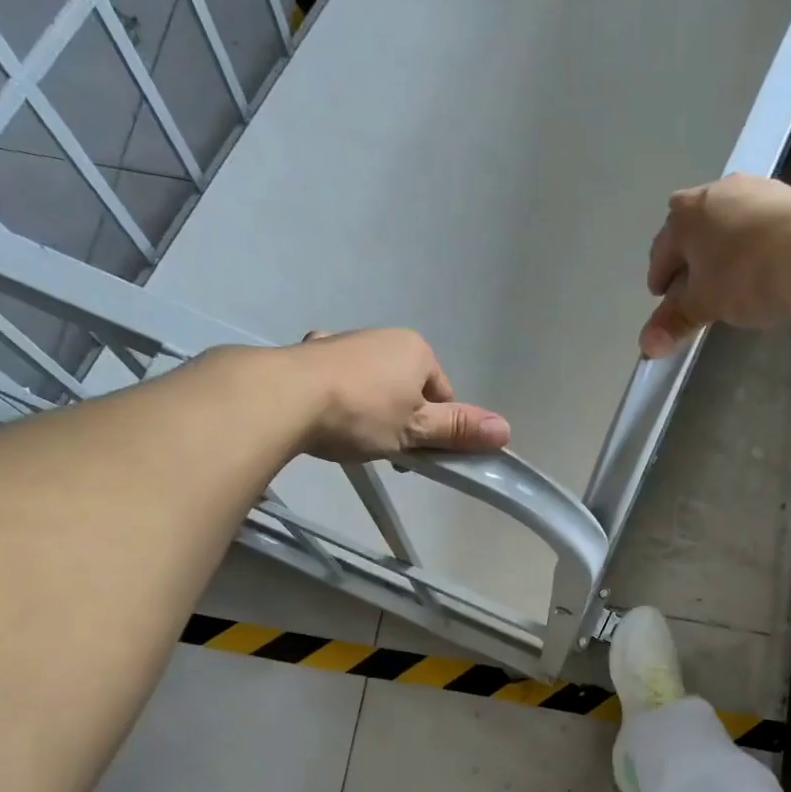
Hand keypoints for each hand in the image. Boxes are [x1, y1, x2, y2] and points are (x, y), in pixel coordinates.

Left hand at [284, 327, 509, 460]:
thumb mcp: (416, 429)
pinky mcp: (310, 354)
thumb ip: (458, 430)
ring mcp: (343, 342)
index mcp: (415, 349)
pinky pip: (338, 380)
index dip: (436, 428)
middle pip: (408, 388)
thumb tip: (506, 430)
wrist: (285, 396)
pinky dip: (339, 397)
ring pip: (373, 384)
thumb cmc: (362, 412)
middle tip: (384, 450)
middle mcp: (383, 337)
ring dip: (370, 410)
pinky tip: (325, 416)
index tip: (416, 454)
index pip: (443, 394)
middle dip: (402, 420)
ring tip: (352, 437)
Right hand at [641, 174, 790, 356]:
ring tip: (728, 278)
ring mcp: (756, 189)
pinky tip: (762, 267)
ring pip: (726, 224)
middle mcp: (716, 192)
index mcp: (685, 215)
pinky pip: (758, 224)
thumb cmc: (746, 275)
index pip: (661, 250)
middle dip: (688, 258)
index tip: (662, 298)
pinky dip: (751, 245)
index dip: (659, 278)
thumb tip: (646, 347)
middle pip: (692, 231)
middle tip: (691, 287)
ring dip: (721, 249)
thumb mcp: (704, 305)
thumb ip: (675, 322)